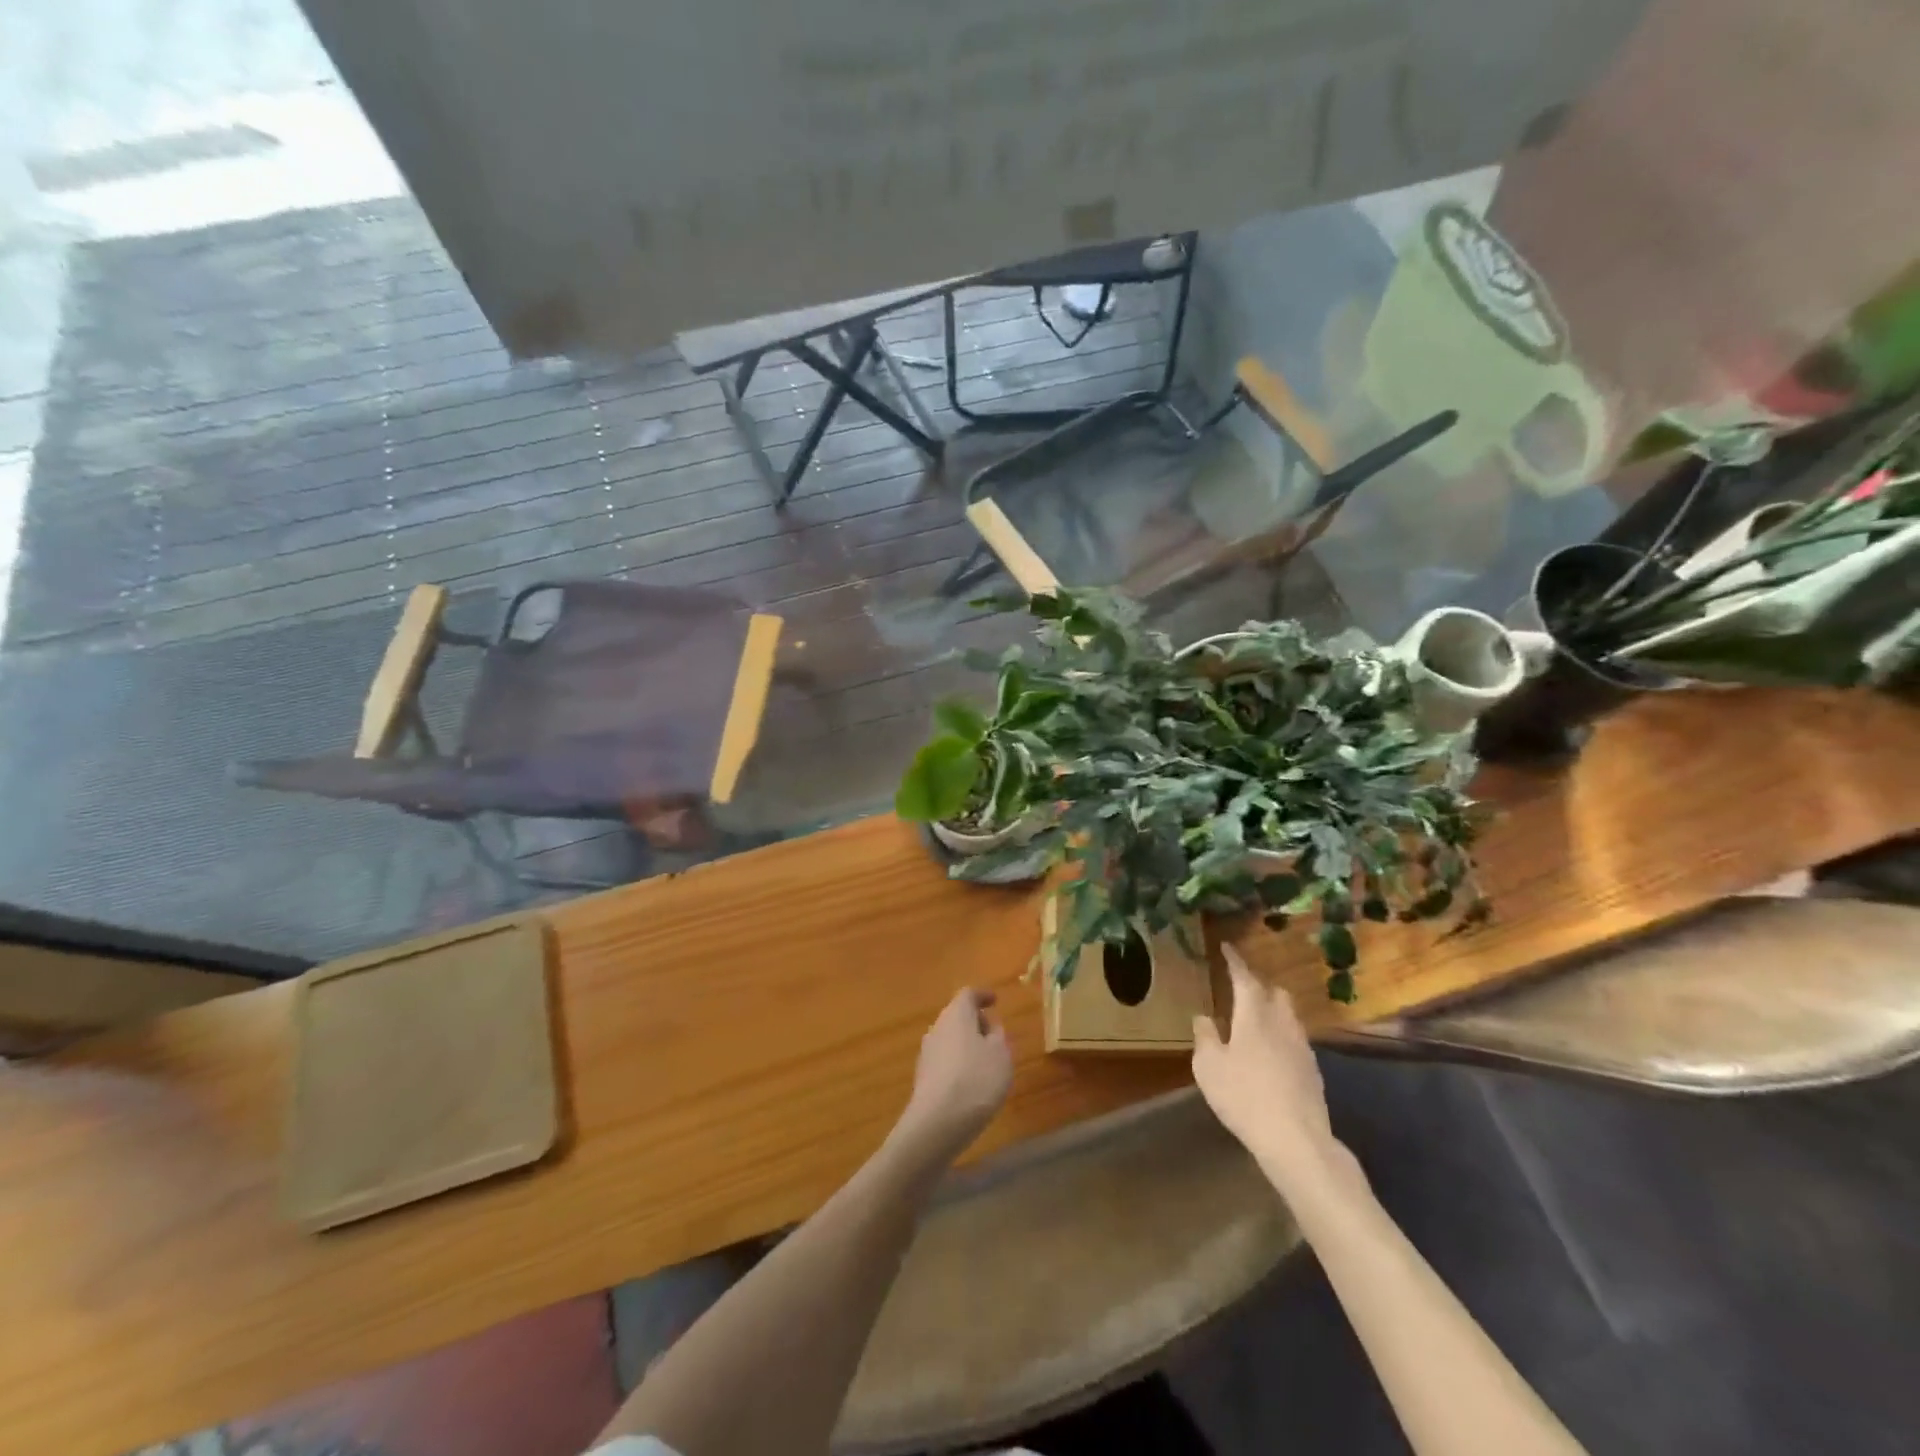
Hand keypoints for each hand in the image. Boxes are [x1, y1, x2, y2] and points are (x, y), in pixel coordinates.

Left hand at [898, 988, 1013, 1162]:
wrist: (937, 1123)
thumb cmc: (976, 1079)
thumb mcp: (1000, 1054)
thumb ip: (997, 1035)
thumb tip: (989, 1026)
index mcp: (956, 1014)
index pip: (968, 994)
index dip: (983, 996)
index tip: (995, 1001)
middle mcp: (937, 1028)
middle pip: (957, 1016)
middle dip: (976, 1022)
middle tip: (995, 1034)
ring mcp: (927, 1053)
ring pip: (951, 1039)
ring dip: (967, 1045)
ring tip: (987, 1062)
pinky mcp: (923, 1078)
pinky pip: (945, 1060)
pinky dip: (959, 1064)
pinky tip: (971, 1083)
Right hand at [1193, 946, 1340, 1184]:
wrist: (1296, 1140)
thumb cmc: (1244, 1096)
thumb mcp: (1209, 1066)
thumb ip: (1205, 1037)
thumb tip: (1204, 1017)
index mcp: (1254, 1015)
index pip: (1245, 978)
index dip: (1235, 961)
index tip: (1227, 947)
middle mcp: (1282, 1023)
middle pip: (1275, 993)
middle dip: (1259, 985)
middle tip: (1241, 988)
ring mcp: (1302, 1047)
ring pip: (1288, 1016)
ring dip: (1272, 1011)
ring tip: (1255, 1021)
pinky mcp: (1313, 1071)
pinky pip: (1295, 1040)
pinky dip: (1281, 1036)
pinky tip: (1271, 1054)